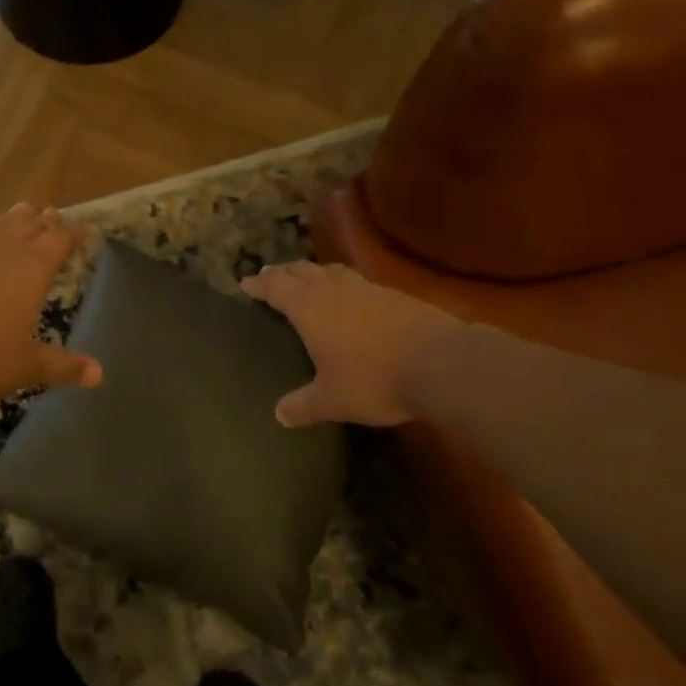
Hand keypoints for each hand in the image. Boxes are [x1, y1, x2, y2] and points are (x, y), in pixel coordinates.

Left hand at [0, 205, 101, 398]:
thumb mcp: (25, 365)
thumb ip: (63, 367)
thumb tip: (100, 374)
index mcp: (33, 267)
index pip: (61, 238)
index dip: (74, 233)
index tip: (84, 233)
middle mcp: (5, 247)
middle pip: (31, 223)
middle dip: (46, 221)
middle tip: (54, 218)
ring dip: (14, 218)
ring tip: (24, 212)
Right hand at [241, 261, 454, 426]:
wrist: (439, 362)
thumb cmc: (373, 379)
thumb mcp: (332, 400)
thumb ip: (303, 405)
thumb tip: (279, 415)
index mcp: (309, 307)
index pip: (276, 286)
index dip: (259, 283)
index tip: (246, 282)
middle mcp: (333, 289)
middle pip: (302, 270)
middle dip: (283, 272)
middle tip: (271, 275)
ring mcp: (366, 289)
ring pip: (332, 271)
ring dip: (315, 272)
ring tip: (309, 279)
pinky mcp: (394, 295)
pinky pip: (358, 282)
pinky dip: (344, 284)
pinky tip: (351, 299)